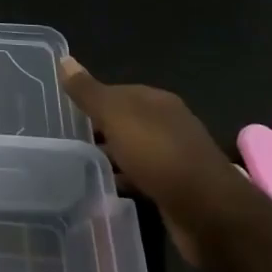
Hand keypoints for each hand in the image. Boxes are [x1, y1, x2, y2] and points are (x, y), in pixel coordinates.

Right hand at [60, 56, 245, 262]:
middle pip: (126, 121)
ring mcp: (175, 158)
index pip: (117, 91)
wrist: (207, 212)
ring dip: (112, 157)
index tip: (66, 113)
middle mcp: (169, 124)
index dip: (92, 100)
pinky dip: (125, 180)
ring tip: (80, 165)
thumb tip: (64, 59)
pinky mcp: (176, 189)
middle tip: (67, 140)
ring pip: (134, 150)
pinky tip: (106, 189)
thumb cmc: (158, 154)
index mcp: (157, 101)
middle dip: (100, 129)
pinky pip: (142, 177)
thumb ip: (88, 91)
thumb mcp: (115, 115)